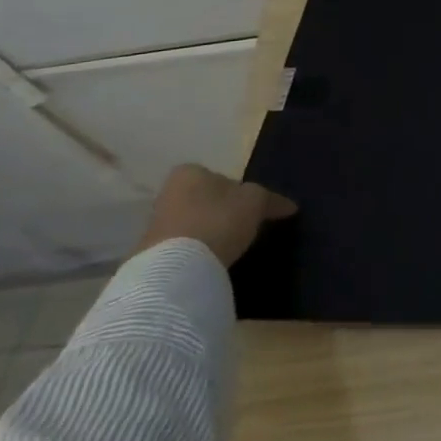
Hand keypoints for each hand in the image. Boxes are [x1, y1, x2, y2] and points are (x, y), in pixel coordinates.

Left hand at [134, 164, 297, 268]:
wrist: (176, 268)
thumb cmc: (219, 220)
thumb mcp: (257, 202)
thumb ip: (272, 200)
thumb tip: (290, 206)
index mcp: (189, 173)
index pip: (219, 175)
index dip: (238, 190)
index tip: (251, 207)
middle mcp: (167, 192)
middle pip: (204, 198)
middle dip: (221, 209)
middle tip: (243, 225)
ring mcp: (155, 223)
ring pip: (192, 221)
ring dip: (209, 230)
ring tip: (230, 245)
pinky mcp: (151, 252)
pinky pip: (183, 245)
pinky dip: (197, 249)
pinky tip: (213, 259)